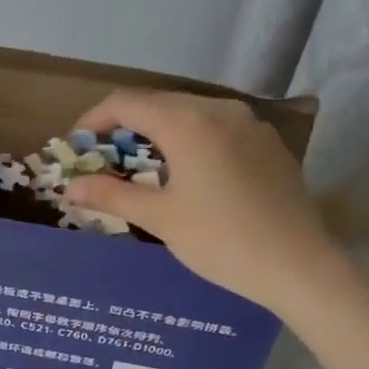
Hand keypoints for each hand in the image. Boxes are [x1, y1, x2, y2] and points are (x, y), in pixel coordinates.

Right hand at [64, 90, 340, 311]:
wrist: (299, 265)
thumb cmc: (221, 240)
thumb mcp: (159, 218)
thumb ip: (111, 195)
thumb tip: (69, 187)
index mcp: (187, 123)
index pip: (126, 103)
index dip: (93, 120)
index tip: (76, 147)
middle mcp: (218, 110)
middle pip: (157, 103)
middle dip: (123, 126)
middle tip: (103, 159)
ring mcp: (248, 123)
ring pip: (189, 112)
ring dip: (156, 131)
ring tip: (140, 165)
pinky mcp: (267, 142)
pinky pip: (216, 127)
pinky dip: (189, 139)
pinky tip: (186, 171)